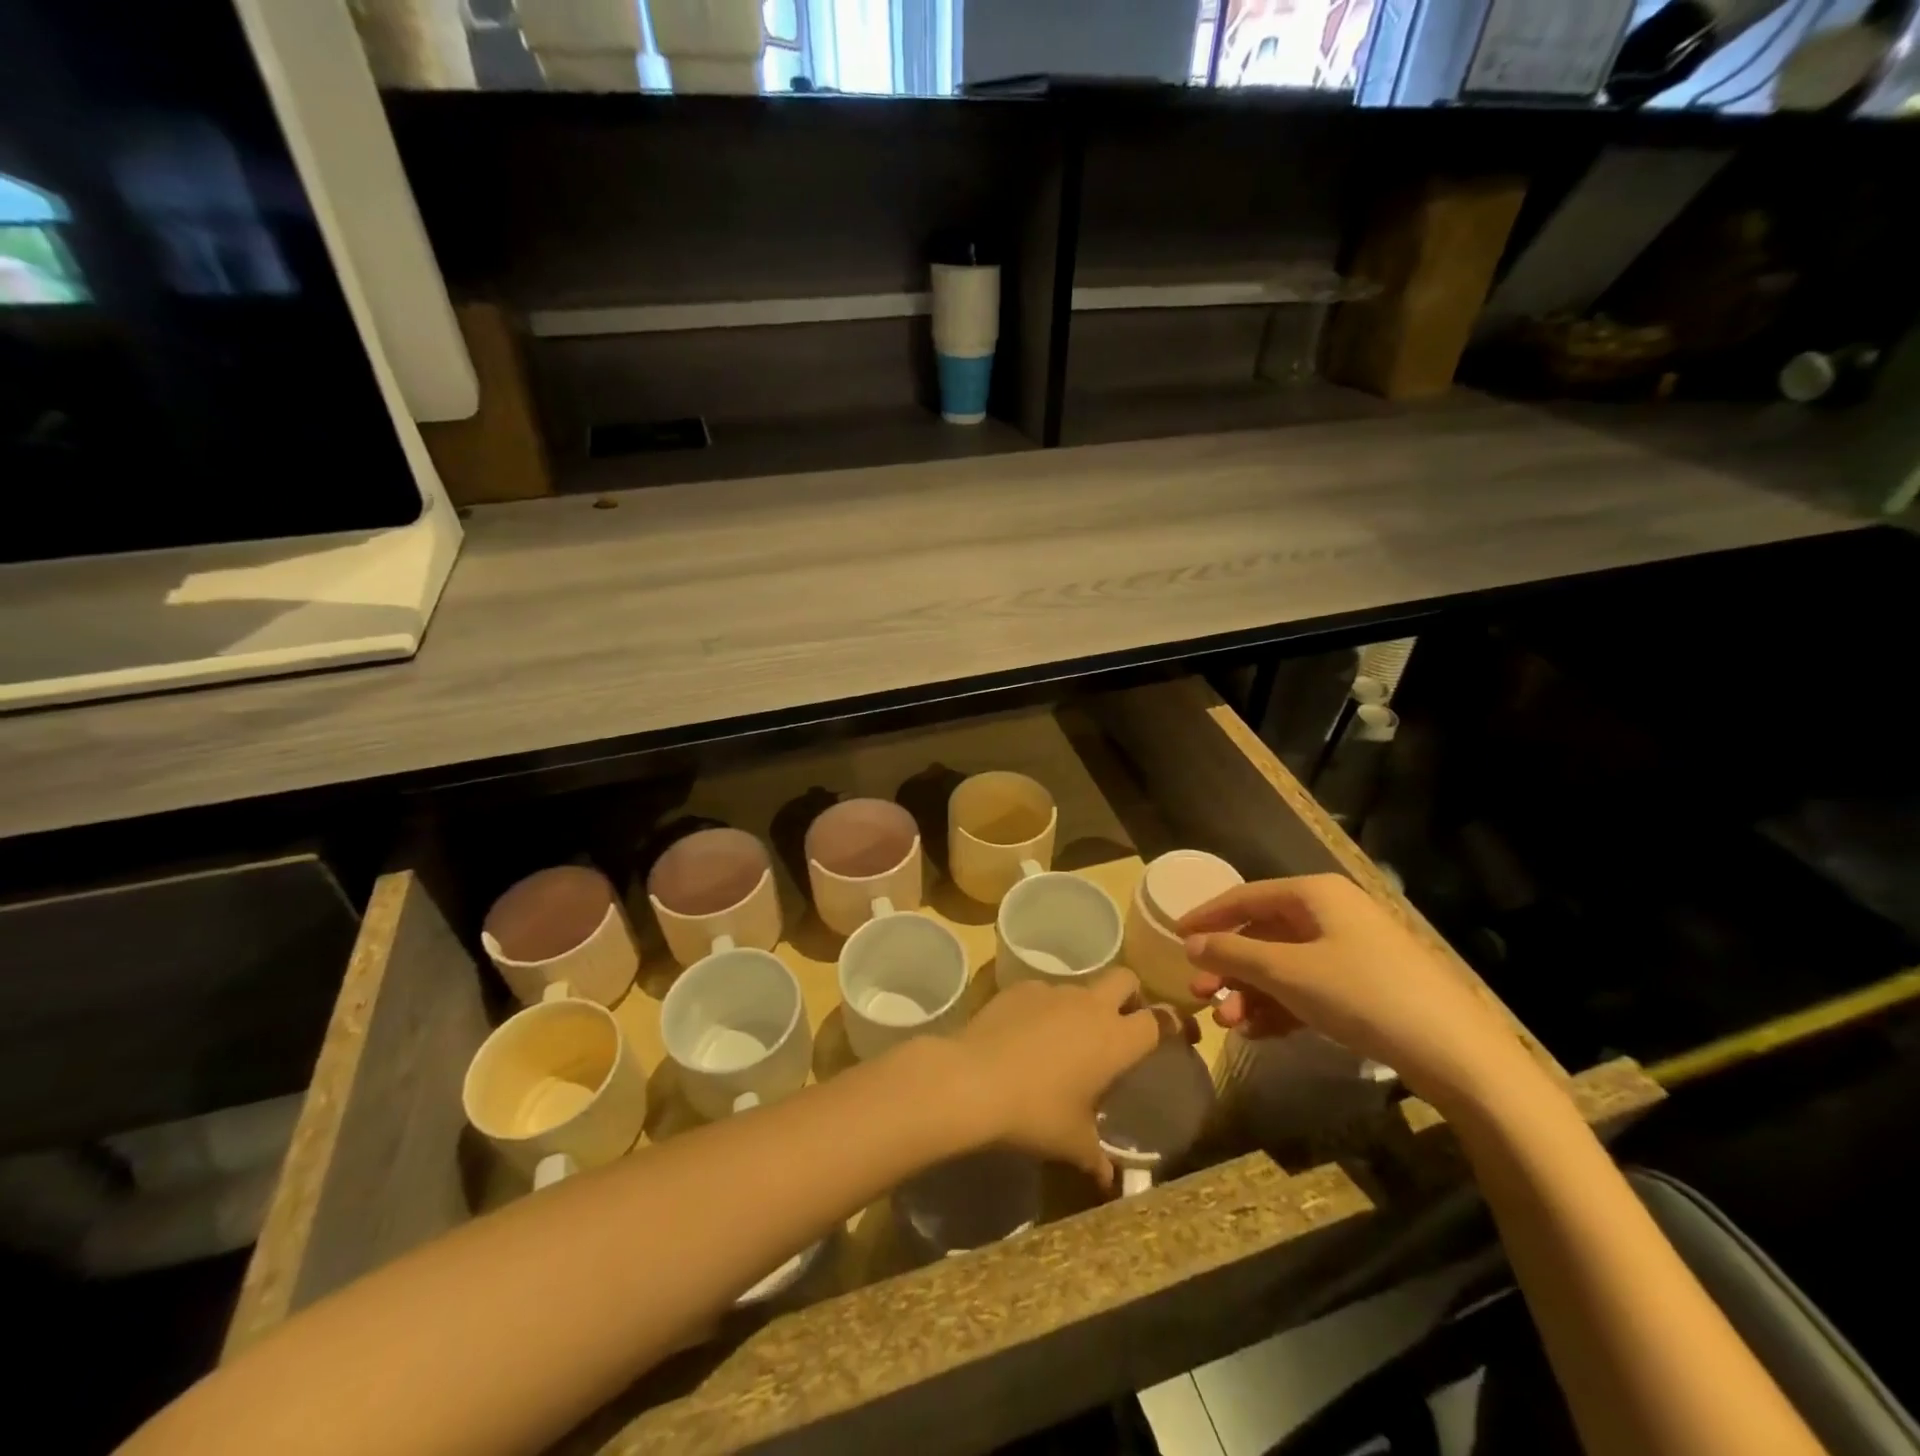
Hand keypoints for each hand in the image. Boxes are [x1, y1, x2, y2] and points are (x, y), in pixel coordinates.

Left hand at [950, 968, 1163, 1188]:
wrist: (973, 1080)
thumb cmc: (1035, 1113)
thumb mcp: (1072, 1143)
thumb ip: (1096, 1157)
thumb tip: (1109, 1180)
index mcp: (1116, 1039)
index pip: (1160, 1019)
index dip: (1175, 1023)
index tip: (1181, 1034)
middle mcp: (1089, 1005)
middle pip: (1126, 979)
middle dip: (1131, 995)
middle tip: (1123, 1024)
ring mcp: (1052, 991)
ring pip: (1081, 987)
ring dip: (1082, 1008)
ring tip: (1066, 1042)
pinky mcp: (1019, 988)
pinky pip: (1043, 993)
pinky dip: (1045, 1010)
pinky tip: (1027, 1037)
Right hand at [1179, 874, 1541, 1114]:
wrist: (1457, 1053)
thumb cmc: (1363, 994)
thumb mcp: (1288, 972)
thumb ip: (1233, 953)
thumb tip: (1191, 943)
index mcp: (1314, 894)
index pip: (1245, 896)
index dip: (1207, 916)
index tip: (1174, 937)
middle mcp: (1331, 913)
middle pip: (1263, 933)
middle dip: (1229, 966)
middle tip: (1199, 994)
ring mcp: (1351, 949)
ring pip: (1284, 964)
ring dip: (1251, 992)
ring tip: (1228, 1023)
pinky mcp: (1366, 985)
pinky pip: (1308, 987)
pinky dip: (1281, 1006)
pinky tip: (1260, 1032)